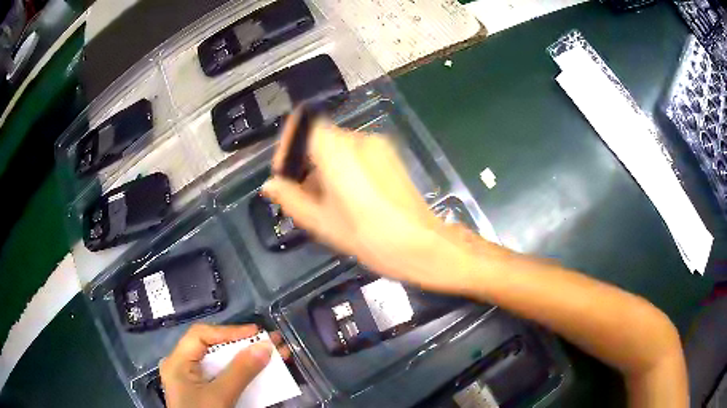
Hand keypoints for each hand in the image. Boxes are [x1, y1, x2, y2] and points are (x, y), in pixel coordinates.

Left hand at [160, 324, 290, 407]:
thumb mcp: (220, 396)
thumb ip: (240, 372)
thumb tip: (265, 346)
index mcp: (177, 361)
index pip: (201, 335)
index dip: (229, 331)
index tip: (257, 333)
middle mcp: (182, 365)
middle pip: (212, 347)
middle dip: (243, 344)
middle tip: (270, 340)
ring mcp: (192, 379)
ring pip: (220, 362)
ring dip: (246, 358)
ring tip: (273, 353)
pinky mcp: (203, 391)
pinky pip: (223, 376)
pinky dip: (242, 373)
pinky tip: (259, 371)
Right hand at [263, 111, 471, 292]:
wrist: (422, 246)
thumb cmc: (368, 237)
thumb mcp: (321, 222)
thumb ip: (290, 198)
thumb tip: (270, 185)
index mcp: (338, 150)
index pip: (302, 125)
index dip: (287, 146)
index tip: (285, 174)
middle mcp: (358, 139)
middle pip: (320, 138)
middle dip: (305, 163)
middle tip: (303, 197)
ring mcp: (378, 146)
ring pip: (338, 147)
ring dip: (324, 168)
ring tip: (326, 203)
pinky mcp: (391, 156)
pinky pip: (357, 154)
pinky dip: (343, 169)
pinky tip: (348, 198)